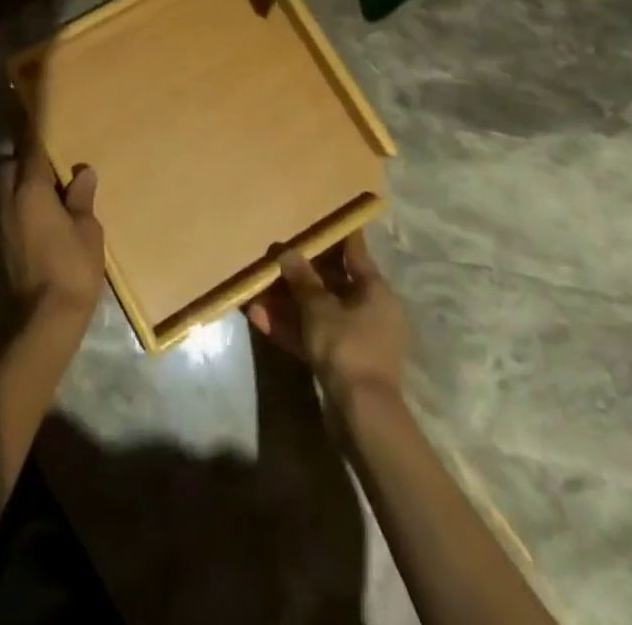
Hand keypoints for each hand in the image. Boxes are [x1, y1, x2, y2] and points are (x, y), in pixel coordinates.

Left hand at [0, 133, 104, 333]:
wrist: (43, 321)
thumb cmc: (71, 269)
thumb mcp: (88, 230)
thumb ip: (81, 198)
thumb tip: (82, 172)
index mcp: (30, 190)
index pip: (30, 148)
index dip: (35, 130)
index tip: (40, 113)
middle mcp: (8, 200)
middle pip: (6, 165)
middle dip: (22, 158)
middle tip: (51, 163)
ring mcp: (1, 223)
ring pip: (4, 187)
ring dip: (20, 182)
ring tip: (51, 189)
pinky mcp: (1, 243)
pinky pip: (8, 208)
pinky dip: (20, 202)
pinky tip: (44, 215)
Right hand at [246, 230, 408, 404]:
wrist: (362, 416)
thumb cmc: (347, 347)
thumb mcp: (318, 308)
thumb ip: (301, 279)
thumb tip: (287, 252)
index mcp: (376, 291)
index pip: (354, 252)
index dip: (336, 234)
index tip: (319, 217)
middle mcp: (370, 311)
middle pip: (331, 284)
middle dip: (298, 274)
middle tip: (272, 258)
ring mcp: (357, 339)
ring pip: (318, 312)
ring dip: (287, 303)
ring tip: (255, 291)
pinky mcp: (342, 363)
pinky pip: (314, 336)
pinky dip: (291, 328)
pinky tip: (259, 319)